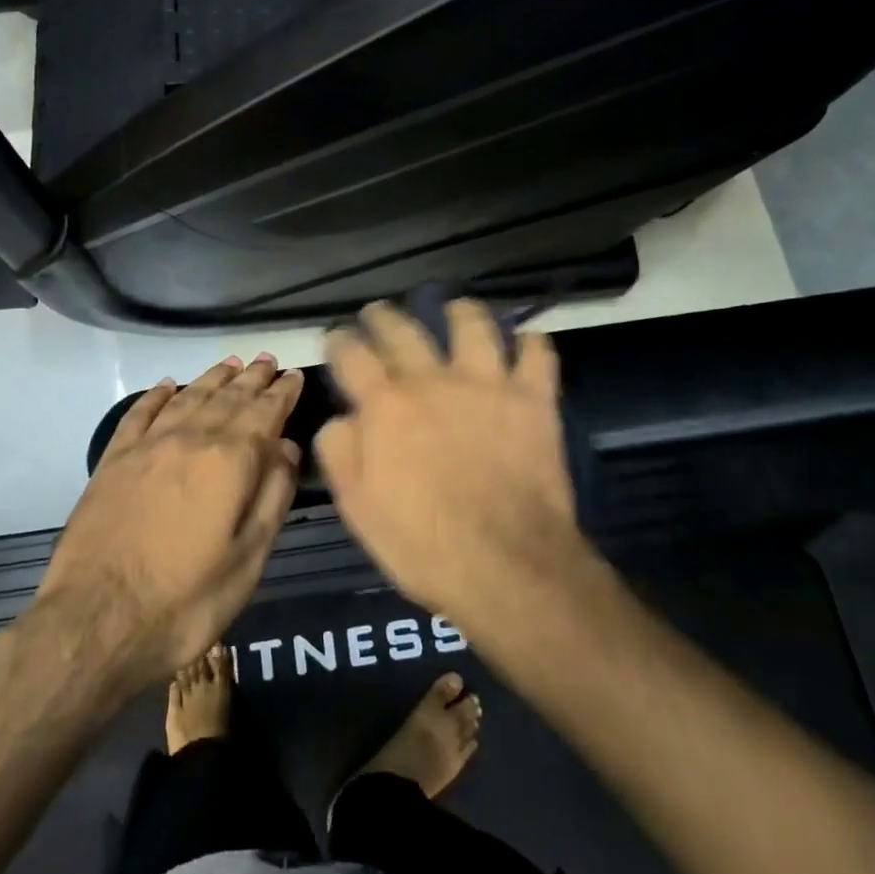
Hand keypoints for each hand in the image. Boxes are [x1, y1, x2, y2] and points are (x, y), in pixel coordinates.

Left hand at [37, 355, 303, 691]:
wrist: (94, 623)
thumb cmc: (185, 601)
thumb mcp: (248, 560)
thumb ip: (272, 497)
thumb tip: (287, 448)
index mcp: (229, 461)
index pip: (264, 413)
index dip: (282, 393)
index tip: (293, 376)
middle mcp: (190, 439)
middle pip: (228, 397)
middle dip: (251, 378)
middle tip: (267, 361)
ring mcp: (147, 446)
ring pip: (188, 397)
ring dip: (212, 378)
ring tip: (230, 364)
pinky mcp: (113, 460)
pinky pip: (140, 413)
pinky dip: (157, 394)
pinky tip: (168, 385)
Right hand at [315, 300, 587, 634]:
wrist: (507, 565)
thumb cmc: (422, 544)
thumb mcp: (358, 507)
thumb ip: (340, 451)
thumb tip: (341, 417)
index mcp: (386, 405)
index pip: (352, 354)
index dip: (339, 340)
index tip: (336, 337)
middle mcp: (433, 380)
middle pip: (404, 330)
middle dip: (385, 316)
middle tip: (379, 313)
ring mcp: (487, 384)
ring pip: (473, 325)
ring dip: (460, 311)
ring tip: (454, 308)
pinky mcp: (533, 399)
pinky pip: (537, 353)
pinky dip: (531, 342)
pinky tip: (526, 340)